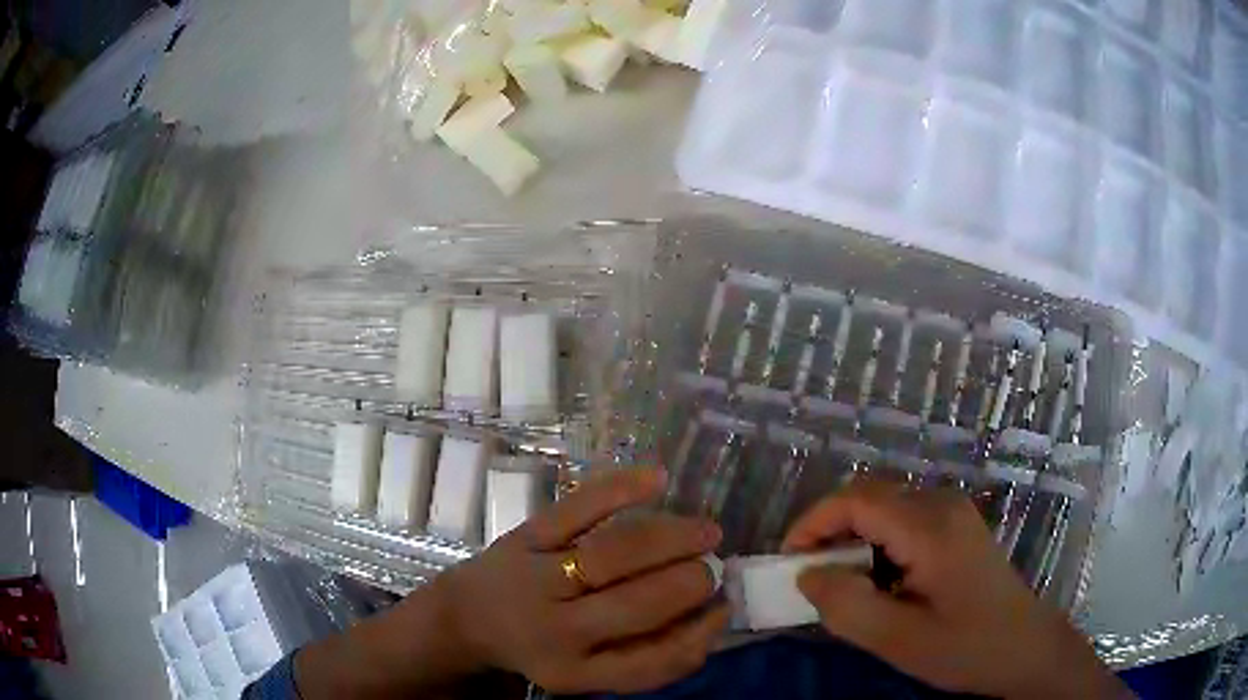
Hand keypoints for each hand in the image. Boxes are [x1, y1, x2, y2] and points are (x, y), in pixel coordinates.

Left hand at [439, 468, 729, 693]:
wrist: (466, 617)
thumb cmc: (538, 648)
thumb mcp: (583, 673)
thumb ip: (642, 657)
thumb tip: (710, 620)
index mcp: (575, 671)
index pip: (650, 663)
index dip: (698, 637)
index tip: (723, 611)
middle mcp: (557, 629)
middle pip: (638, 604)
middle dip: (689, 583)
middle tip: (713, 569)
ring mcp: (539, 576)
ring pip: (615, 553)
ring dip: (671, 538)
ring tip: (706, 532)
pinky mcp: (527, 536)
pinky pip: (577, 508)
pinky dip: (620, 489)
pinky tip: (657, 479)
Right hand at [783, 482, 1130, 699]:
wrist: (1024, 648)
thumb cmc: (966, 648)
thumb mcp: (899, 640)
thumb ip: (847, 606)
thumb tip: (808, 575)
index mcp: (930, 527)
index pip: (856, 499)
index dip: (813, 523)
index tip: (787, 562)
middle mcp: (942, 505)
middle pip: (869, 496)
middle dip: (829, 530)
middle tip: (809, 577)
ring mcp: (953, 513)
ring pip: (885, 507)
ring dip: (852, 538)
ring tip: (841, 585)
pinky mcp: (957, 527)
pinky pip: (904, 520)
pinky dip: (876, 544)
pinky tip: (879, 582)